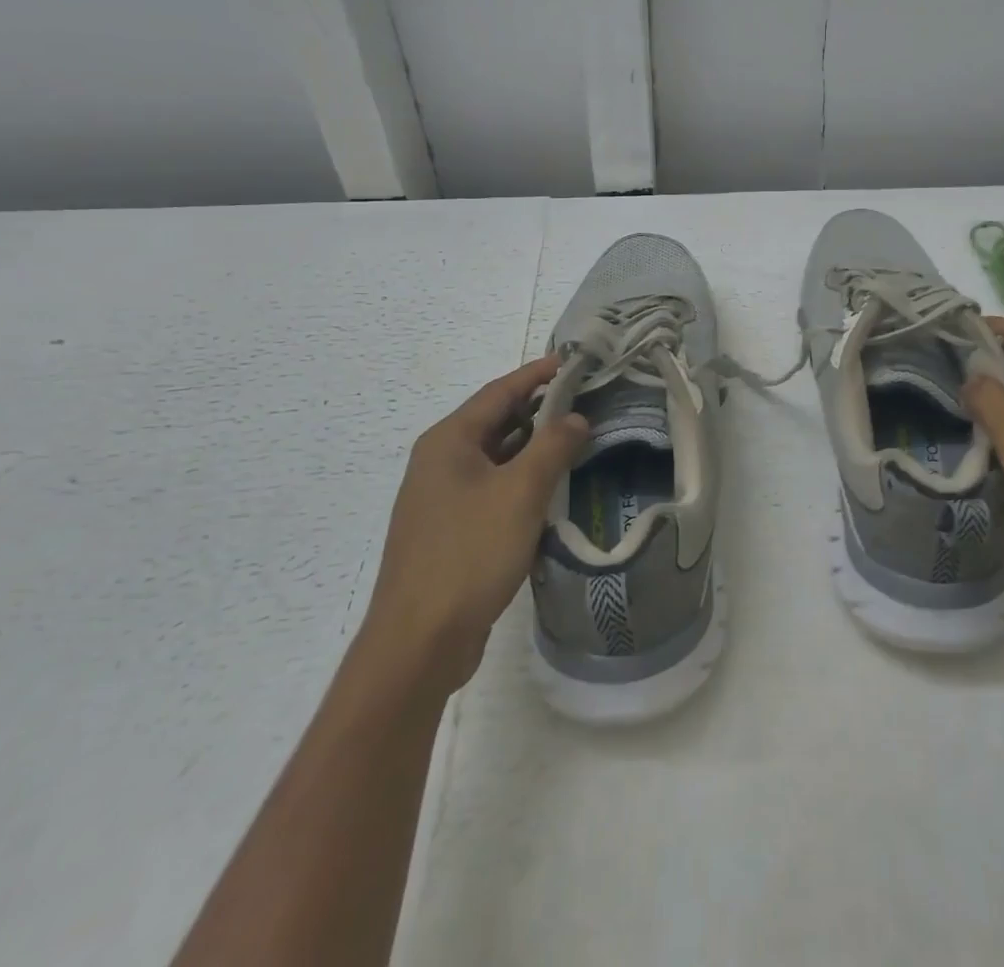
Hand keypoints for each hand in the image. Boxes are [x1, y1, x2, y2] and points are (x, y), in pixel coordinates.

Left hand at [363, 355, 587, 688]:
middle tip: (584, 399)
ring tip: (576, 438)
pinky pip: (491, 489)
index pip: (499, 391)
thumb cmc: (470, 553)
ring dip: (533, 446)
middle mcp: (439, 462)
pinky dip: (521, 480)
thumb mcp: (521, 493)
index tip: (573, 361)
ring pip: (495, 457)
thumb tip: (576, 418)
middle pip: (495, 421)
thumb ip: (553, 447)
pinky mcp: (449, 531)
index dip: (537, 374)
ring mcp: (441, 498)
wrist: (419, 642)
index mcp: (448, 441)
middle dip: (539, 409)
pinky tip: (550, 490)